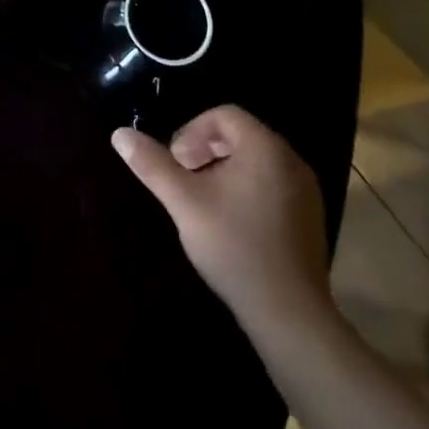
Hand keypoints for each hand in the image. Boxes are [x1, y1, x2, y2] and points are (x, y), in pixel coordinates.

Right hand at [111, 105, 330, 334]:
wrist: (289, 313)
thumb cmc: (234, 247)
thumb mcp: (184, 202)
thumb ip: (152, 165)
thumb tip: (119, 134)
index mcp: (265, 147)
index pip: (223, 115)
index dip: (192, 132)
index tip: (177, 163)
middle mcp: (291, 160)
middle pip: (240, 135)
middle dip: (205, 150)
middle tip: (185, 180)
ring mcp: (305, 189)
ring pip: (255, 160)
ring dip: (224, 170)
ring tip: (204, 202)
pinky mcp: (309, 215)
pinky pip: (272, 183)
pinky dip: (246, 188)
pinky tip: (231, 222)